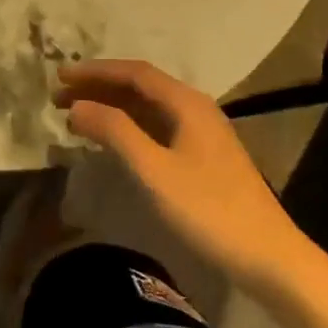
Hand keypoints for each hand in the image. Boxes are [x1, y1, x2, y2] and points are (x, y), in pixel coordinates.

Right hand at [55, 59, 327, 302]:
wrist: (268, 256)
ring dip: (111, 106)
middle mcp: (194, 108)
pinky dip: (128, 126)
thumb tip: (77, 105)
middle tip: (59, 96)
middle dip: (99, 86)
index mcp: (186, 103)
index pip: (134, 72)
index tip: (59, 76)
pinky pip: (156, 127)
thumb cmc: (208, 210)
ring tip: (75, 114)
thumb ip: (114, 131)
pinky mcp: (202, 156)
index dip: (95, 71)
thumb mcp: (154, 170)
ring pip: (148, 107)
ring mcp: (201, 133)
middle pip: (140, 86)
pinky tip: (111, 139)